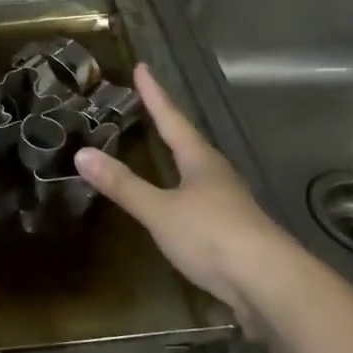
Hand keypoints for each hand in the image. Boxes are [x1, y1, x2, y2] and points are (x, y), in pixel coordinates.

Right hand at [76, 64, 301, 330]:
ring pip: (197, 171)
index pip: (172, 119)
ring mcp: (229, 204)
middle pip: (189, 141)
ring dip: (178, 158)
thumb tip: (82, 153)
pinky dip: (182, 193)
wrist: (270, 284)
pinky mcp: (233, 232)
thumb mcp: (160, 210)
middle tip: (149, 105)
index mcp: (200, 160)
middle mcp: (217, 175)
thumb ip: (123, 185)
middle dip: (168, 123)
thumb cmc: (212, 236)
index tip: (142, 68)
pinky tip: (178, 204)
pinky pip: (200, 201)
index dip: (154, 94)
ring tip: (162, 149)